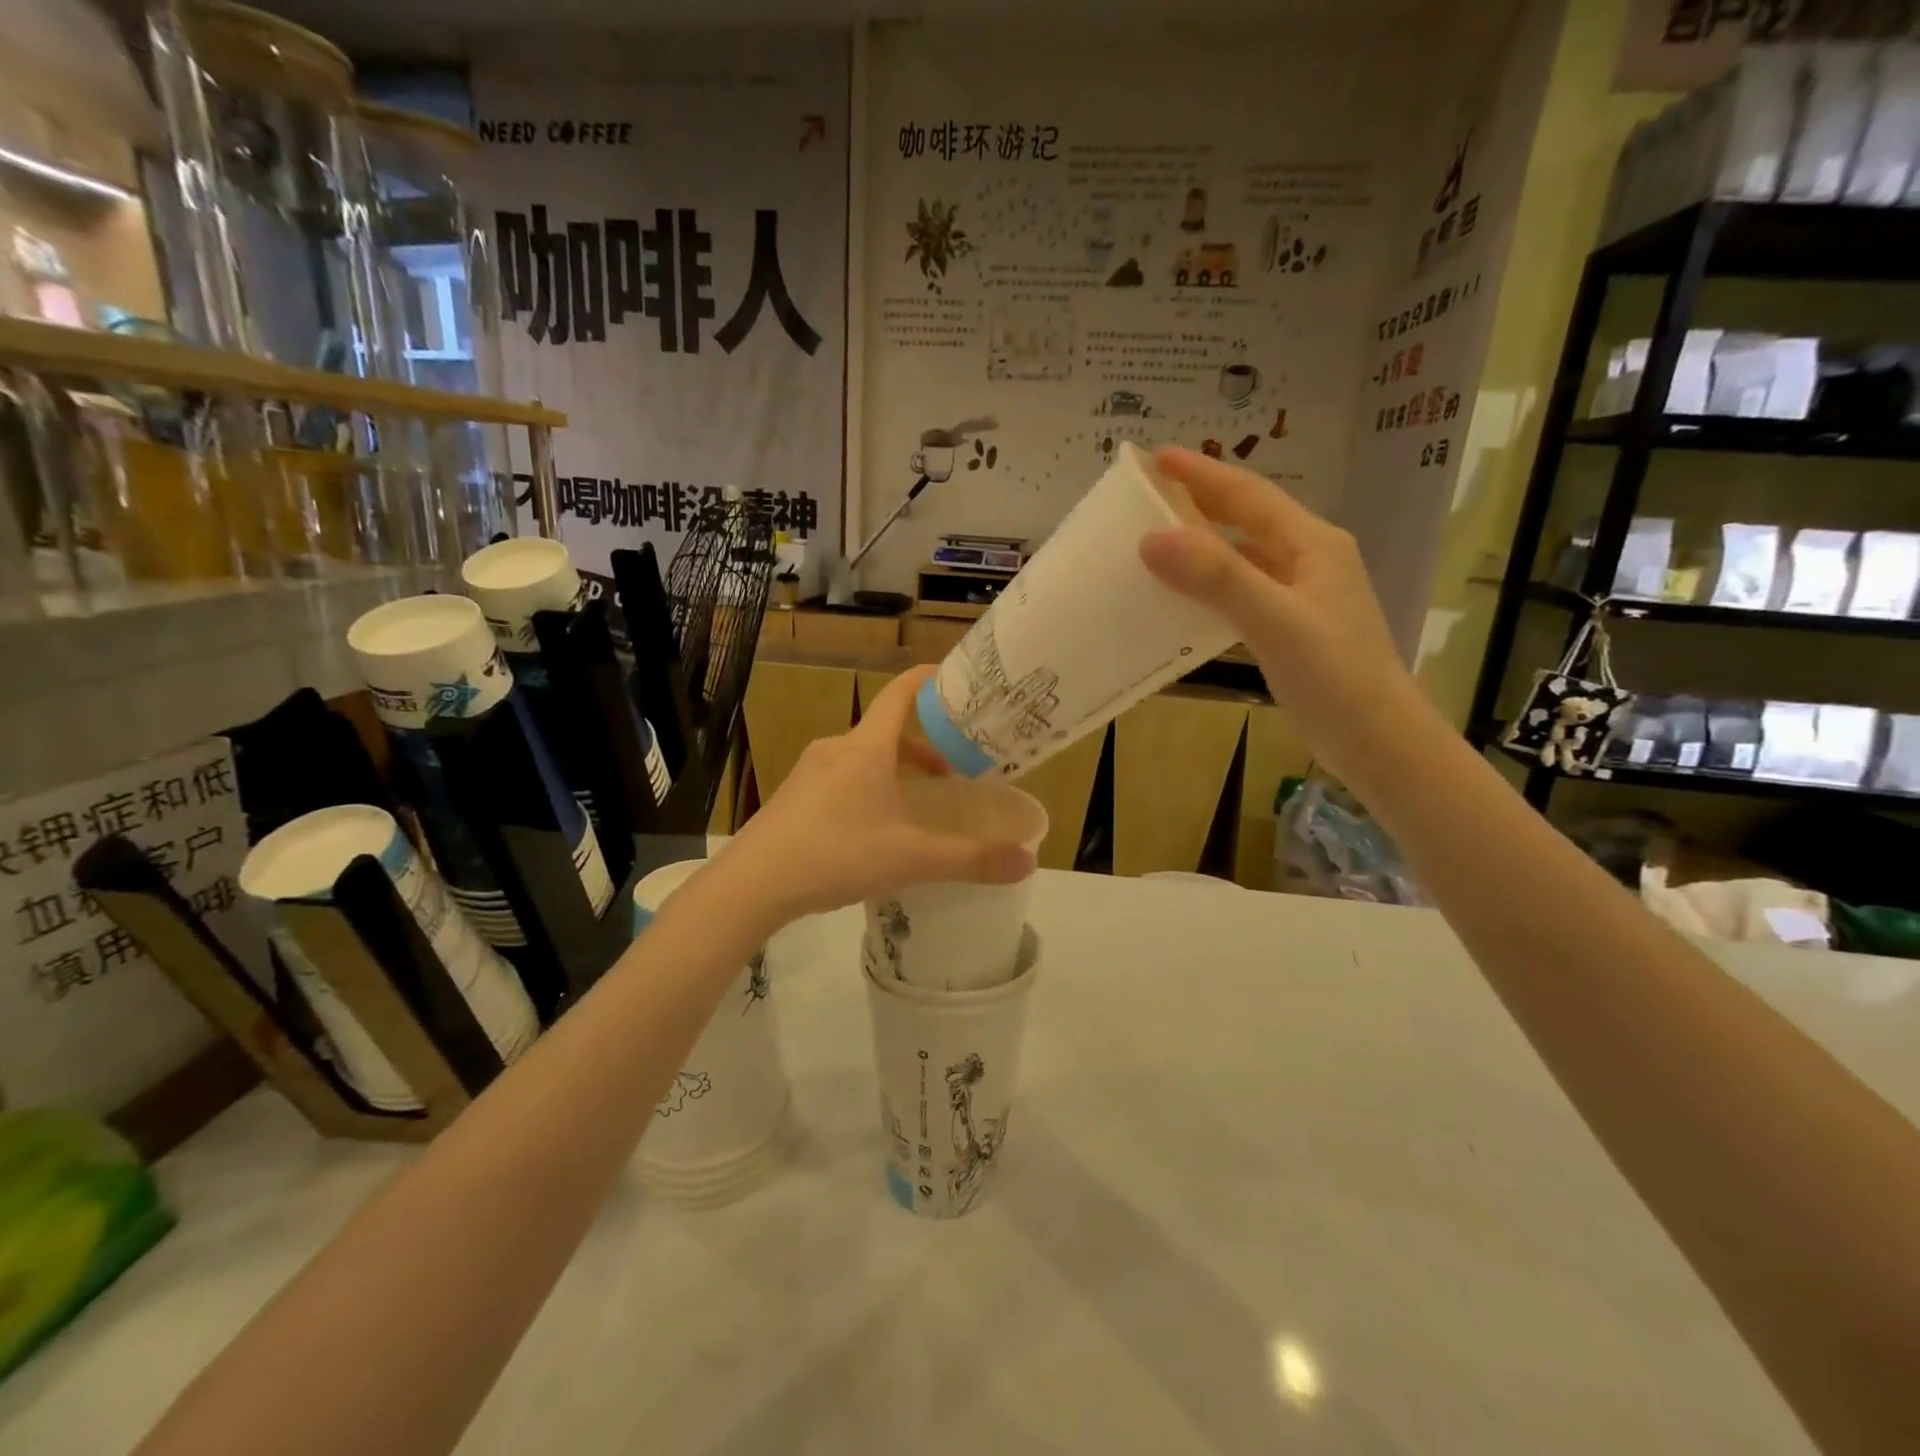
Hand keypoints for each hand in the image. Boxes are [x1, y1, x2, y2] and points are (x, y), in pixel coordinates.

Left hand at [719, 667, 1036, 929]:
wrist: (752, 884)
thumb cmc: (837, 855)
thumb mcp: (911, 859)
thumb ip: (970, 860)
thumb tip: (1028, 861)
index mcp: (866, 748)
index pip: (901, 694)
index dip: (928, 680)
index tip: (953, 679)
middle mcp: (836, 749)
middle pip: (886, 732)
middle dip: (922, 749)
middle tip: (951, 774)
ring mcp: (808, 773)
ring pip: (862, 759)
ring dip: (893, 773)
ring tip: (915, 808)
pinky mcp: (792, 798)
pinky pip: (839, 781)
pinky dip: (866, 791)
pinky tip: (871, 833)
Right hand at [1138, 446, 1415, 750]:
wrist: (1378, 742)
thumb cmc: (1334, 677)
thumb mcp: (1274, 622)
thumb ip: (1217, 577)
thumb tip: (1152, 538)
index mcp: (1312, 544)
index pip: (1248, 496)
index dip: (1201, 474)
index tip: (1154, 458)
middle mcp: (1308, 560)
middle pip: (1246, 520)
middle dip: (1199, 502)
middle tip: (1148, 495)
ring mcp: (1301, 596)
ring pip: (1242, 558)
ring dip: (1201, 547)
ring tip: (1154, 542)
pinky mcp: (1291, 628)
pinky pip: (1241, 594)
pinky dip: (1209, 588)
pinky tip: (1182, 600)